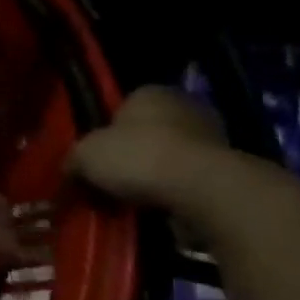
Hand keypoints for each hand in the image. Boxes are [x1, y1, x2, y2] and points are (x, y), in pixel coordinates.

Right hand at [68, 86, 227, 207]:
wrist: (203, 190)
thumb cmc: (138, 157)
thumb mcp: (84, 155)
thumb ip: (74, 159)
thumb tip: (70, 169)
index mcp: (149, 92)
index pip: (121, 107)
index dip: (105, 132)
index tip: (96, 156)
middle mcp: (184, 105)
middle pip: (148, 131)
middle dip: (132, 154)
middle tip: (112, 178)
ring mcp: (213, 137)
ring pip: (169, 156)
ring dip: (154, 175)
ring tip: (132, 199)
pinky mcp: (229, 169)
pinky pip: (189, 180)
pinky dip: (175, 192)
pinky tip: (158, 208)